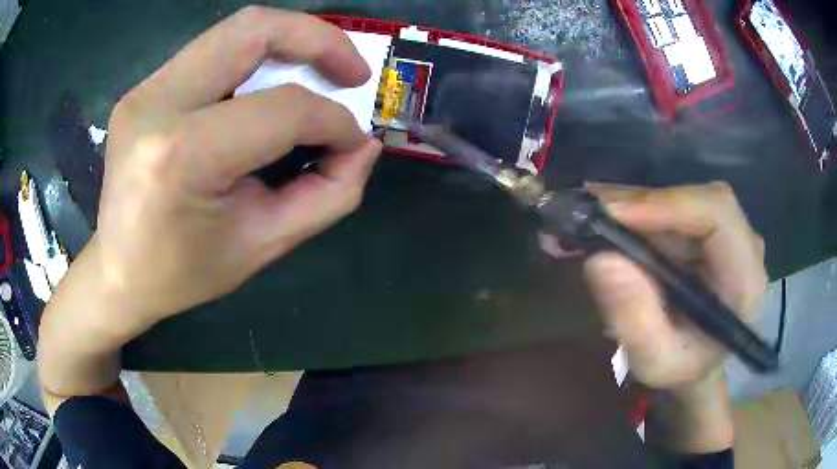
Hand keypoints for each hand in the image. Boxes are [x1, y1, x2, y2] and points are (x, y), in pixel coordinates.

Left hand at [39, 7, 381, 402]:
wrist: (116, 273)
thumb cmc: (183, 272)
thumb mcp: (262, 245)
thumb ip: (328, 195)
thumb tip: (362, 145)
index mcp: (182, 155)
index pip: (281, 108)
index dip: (333, 119)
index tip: (353, 140)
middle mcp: (158, 104)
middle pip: (255, 29)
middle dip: (320, 40)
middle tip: (352, 74)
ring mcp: (146, 89)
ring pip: (235, 29)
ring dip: (290, 40)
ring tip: (319, 71)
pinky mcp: (145, 88)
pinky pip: (214, 50)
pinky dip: (256, 56)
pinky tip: (269, 84)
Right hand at [583, 182, 766, 390]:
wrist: (695, 363)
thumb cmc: (682, 369)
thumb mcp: (656, 363)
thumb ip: (635, 322)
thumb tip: (600, 260)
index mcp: (745, 278)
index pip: (717, 214)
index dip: (666, 204)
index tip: (612, 214)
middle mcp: (741, 243)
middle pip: (692, 199)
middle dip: (638, 204)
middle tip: (584, 211)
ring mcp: (723, 231)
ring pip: (676, 197)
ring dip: (629, 205)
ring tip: (583, 217)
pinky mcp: (703, 228)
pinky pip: (668, 207)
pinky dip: (633, 212)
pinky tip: (603, 221)